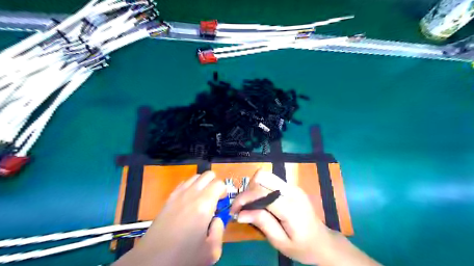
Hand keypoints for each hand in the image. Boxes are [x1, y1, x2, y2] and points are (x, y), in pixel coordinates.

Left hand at [115, 172, 225, 264]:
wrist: (152, 260)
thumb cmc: (184, 256)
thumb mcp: (212, 250)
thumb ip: (220, 229)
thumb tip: (217, 219)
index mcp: (204, 204)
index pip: (219, 184)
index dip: (224, 192)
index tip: (222, 204)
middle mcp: (191, 194)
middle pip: (208, 175)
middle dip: (215, 184)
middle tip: (215, 200)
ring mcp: (178, 194)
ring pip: (196, 177)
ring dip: (203, 184)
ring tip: (202, 200)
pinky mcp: (169, 198)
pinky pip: (184, 183)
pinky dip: (191, 187)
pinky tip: (189, 201)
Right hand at [228, 170, 329, 264]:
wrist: (323, 242)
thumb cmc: (302, 247)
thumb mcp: (280, 242)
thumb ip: (262, 223)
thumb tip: (241, 213)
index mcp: (289, 206)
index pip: (260, 192)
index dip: (243, 198)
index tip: (233, 211)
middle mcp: (291, 190)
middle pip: (262, 176)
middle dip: (248, 190)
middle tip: (244, 207)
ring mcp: (293, 186)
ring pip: (265, 175)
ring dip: (254, 187)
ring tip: (251, 205)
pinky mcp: (292, 186)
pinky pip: (271, 180)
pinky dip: (261, 188)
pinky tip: (261, 202)